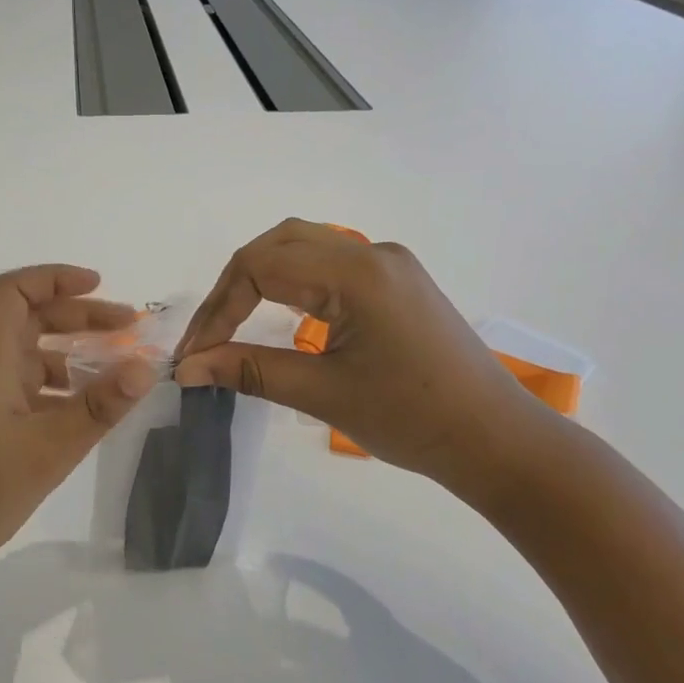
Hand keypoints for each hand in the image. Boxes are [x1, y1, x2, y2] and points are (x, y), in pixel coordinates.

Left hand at [0, 266, 155, 601]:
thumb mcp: (51, 448)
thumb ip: (100, 406)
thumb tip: (147, 367)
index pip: (12, 292)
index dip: (54, 278)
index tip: (99, 285)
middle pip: (28, 319)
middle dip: (79, 315)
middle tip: (129, 327)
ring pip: (27, 354)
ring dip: (71, 351)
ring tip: (117, 366)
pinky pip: (23, 386)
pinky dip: (57, 384)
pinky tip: (85, 406)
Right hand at [174, 220, 556, 508]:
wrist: (495, 439)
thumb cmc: (411, 419)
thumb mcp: (322, 394)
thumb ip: (249, 370)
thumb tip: (188, 367)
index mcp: (356, 274)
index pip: (261, 266)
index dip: (218, 309)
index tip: (195, 355)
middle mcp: (372, 253)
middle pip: (280, 243)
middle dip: (234, 286)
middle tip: (209, 335)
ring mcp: (389, 264)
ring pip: (305, 246)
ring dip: (262, 277)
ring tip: (233, 322)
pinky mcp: (397, 282)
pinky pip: (330, 263)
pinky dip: (293, 281)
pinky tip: (281, 313)